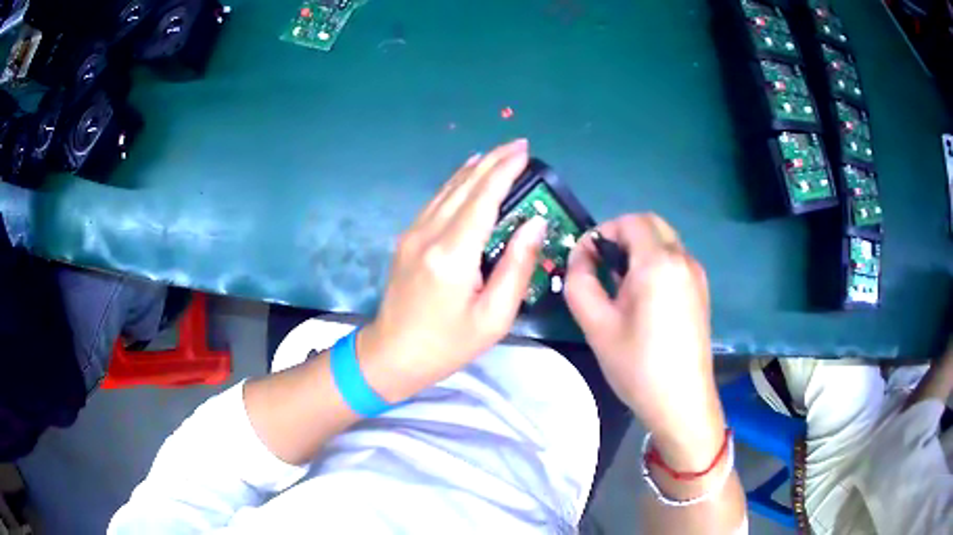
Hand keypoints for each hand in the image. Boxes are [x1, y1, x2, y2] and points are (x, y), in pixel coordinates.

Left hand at [359, 139, 546, 402]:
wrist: (392, 354)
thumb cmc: (448, 344)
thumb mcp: (494, 317)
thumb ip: (517, 266)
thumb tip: (535, 222)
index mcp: (452, 255)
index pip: (483, 198)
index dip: (505, 170)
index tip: (525, 151)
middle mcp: (429, 233)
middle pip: (464, 185)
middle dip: (493, 160)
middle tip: (519, 145)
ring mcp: (413, 233)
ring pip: (447, 189)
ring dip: (475, 168)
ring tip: (499, 154)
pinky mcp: (407, 238)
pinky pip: (436, 201)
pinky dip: (456, 183)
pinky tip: (468, 175)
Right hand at [564, 214, 724, 468]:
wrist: (681, 402)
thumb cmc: (637, 365)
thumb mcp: (596, 324)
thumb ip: (579, 281)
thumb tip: (580, 256)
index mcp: (659, 263)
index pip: (630, 221)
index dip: (603, 231)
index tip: (587, 259)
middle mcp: (683, 259)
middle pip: (651, 225)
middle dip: (622, 236)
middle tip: (603, 268)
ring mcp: (697, 275)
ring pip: (664, 242)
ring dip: (639, 250)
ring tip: (621, 287)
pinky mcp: (701, 291)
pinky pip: (675, 261)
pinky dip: (656, 263)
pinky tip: (644, 299)